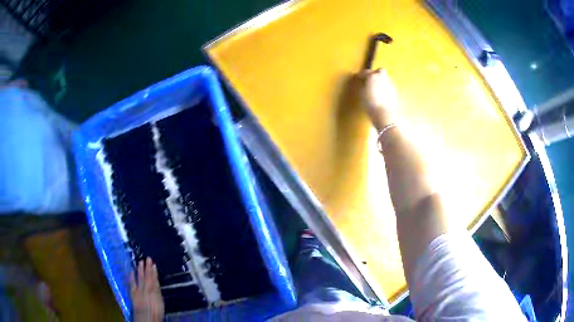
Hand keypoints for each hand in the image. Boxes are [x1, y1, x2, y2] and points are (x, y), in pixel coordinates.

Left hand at [130, 258, 163, 321]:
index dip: (154, 271)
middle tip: (148, 258)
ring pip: (140, 277)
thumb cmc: (156, 312)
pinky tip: (131, 271)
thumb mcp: (160, 302)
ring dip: (140, 269)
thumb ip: (158, 292)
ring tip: (140, 262)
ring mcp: (139, 289)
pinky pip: (132, 282)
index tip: (153, 264)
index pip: (154, 279)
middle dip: (147, 267)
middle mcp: (147, 288)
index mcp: (155, 290)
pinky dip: (131, 276)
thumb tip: (156, 284)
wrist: (147, 317)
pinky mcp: (133, 292)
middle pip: (147, 276)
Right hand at [359, 69, 398, 130]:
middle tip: (370, 80)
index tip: (358, 77)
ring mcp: (390, 84)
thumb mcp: (361, 93)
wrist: (383, 113)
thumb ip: (362, 84)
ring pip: (385, 78)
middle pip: (379, 71)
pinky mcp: (395, 91)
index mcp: (373, 76)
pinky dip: (384, 87)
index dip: (361, 75)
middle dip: (375, 73)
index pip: (365, 72)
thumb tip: (363, 81)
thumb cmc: (370, 103)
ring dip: (380, 80)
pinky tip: (381, 94)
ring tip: (376, 88)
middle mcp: (382, 77)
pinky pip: (388, 86)